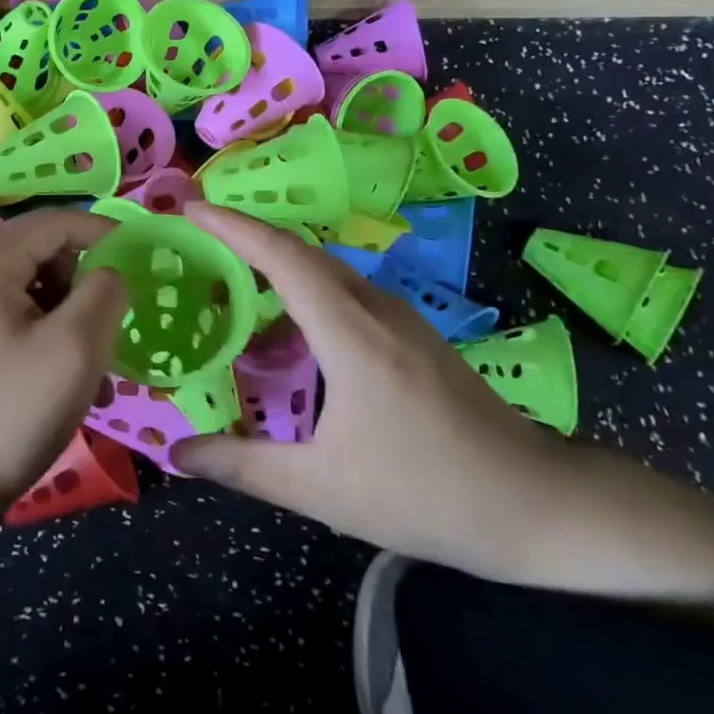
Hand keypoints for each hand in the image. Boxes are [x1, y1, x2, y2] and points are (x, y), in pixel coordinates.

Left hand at [0, 209, 126, 514]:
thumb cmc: (7, 413)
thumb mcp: (76, 349)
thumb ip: (105, 292)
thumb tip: (109, 273)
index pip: (58, 222)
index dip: (105, 234)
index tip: (143, 263)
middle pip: (41, 253)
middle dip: (83, 287)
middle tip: (108, 336)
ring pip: (26, 289)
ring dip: (65, 319)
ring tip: (89, 373)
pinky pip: (5, 316)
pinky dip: (38, 336)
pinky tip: (57, 383)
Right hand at [171, 204, 570, 577]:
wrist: (536, 505)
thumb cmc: (425, 494)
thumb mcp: (322, 489)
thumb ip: (242, 466)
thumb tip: (177, 452)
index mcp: (350, 333)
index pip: (281, 256)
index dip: (232, 226)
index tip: (190, 209)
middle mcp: (374, 308)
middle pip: (301, 251)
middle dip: (246, 235)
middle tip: (195, 238)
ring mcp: (399, 317)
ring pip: (325, 267)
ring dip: (275, 259)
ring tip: (229, 272)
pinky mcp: (412, 332)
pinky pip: (345, 289)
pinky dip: (303, 285)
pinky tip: (288, 320)